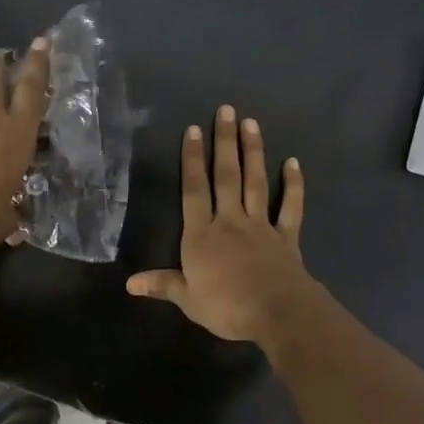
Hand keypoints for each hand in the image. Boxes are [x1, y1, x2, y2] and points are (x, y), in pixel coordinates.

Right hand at [127, 105, 317, 342]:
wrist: (276, 312)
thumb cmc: (226, 307)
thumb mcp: (188, 299)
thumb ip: (162, 285)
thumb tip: (130, 283)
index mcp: (202, 235)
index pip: (194, 190)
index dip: (192, 160)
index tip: (193, 130)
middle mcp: (230, 221)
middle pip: (226, 176)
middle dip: (224, 142)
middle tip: (227, 111)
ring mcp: (261, 226)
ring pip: (256, 183)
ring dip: (253, 152)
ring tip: (251, 123)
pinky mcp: (286, 237)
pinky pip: (290, 207)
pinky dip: (293, 185)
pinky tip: (293, 162)